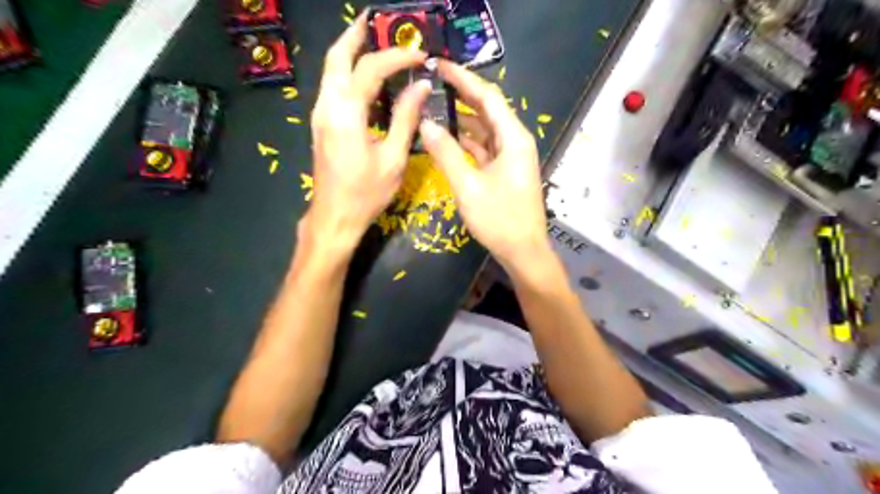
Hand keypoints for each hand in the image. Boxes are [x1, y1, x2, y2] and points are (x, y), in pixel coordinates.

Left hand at [306, 14, 431, 252]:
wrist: (334, 217)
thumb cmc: (366, 193)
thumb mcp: (393, 157)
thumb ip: (406, 118)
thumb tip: (421, 86)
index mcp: (346, 113)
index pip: (371, 69)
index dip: (396, 57)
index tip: (420, 55)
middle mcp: (327, 106)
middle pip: (336, 57)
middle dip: (355, 35)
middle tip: (375, 23)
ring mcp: (320, 115)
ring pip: (330, 70)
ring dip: (349, 51)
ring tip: (371, 41)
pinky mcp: (321, 125)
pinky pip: (332, 87)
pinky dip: (346, 72)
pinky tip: (364, 78)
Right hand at [419, 61, 548, 268]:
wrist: (523, 252)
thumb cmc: (499, 219)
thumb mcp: (468, 186)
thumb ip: (446, 153)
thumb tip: (426, 124)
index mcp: (513, 139)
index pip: (488, 97)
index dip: (464, 79)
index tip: (440, 65)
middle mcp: (516, 142)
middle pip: (488, 110)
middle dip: (462, 95)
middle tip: (434, 83)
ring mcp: (512, 157)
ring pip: (486, 130)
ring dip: (463, 120)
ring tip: (436, 107)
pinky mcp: (505, 171)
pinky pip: (485, 148)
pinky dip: (468, 142)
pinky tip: (448, 139)